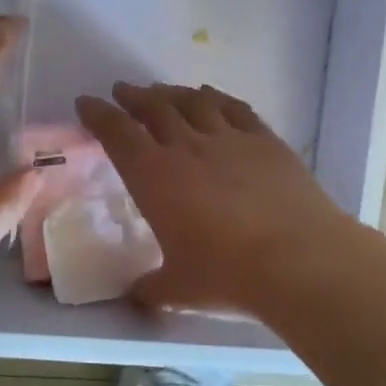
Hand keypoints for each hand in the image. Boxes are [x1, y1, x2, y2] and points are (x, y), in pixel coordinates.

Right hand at [75, 82, 357, 318]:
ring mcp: (229, 139)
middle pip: (154, 108)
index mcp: (154, 177)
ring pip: (194, 102)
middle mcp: (187, 147)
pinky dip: (217, 98)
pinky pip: (235, 109)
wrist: (298, 260)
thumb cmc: (227, 274)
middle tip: (124, 91)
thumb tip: (137, 294)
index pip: (117, 133)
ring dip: (173, 93)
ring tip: (162, 92)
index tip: (87, 102)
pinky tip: (211, 97)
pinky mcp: (266, 141)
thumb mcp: (177, 289)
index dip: (98, 114)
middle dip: (134, 97)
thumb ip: (151, 288)